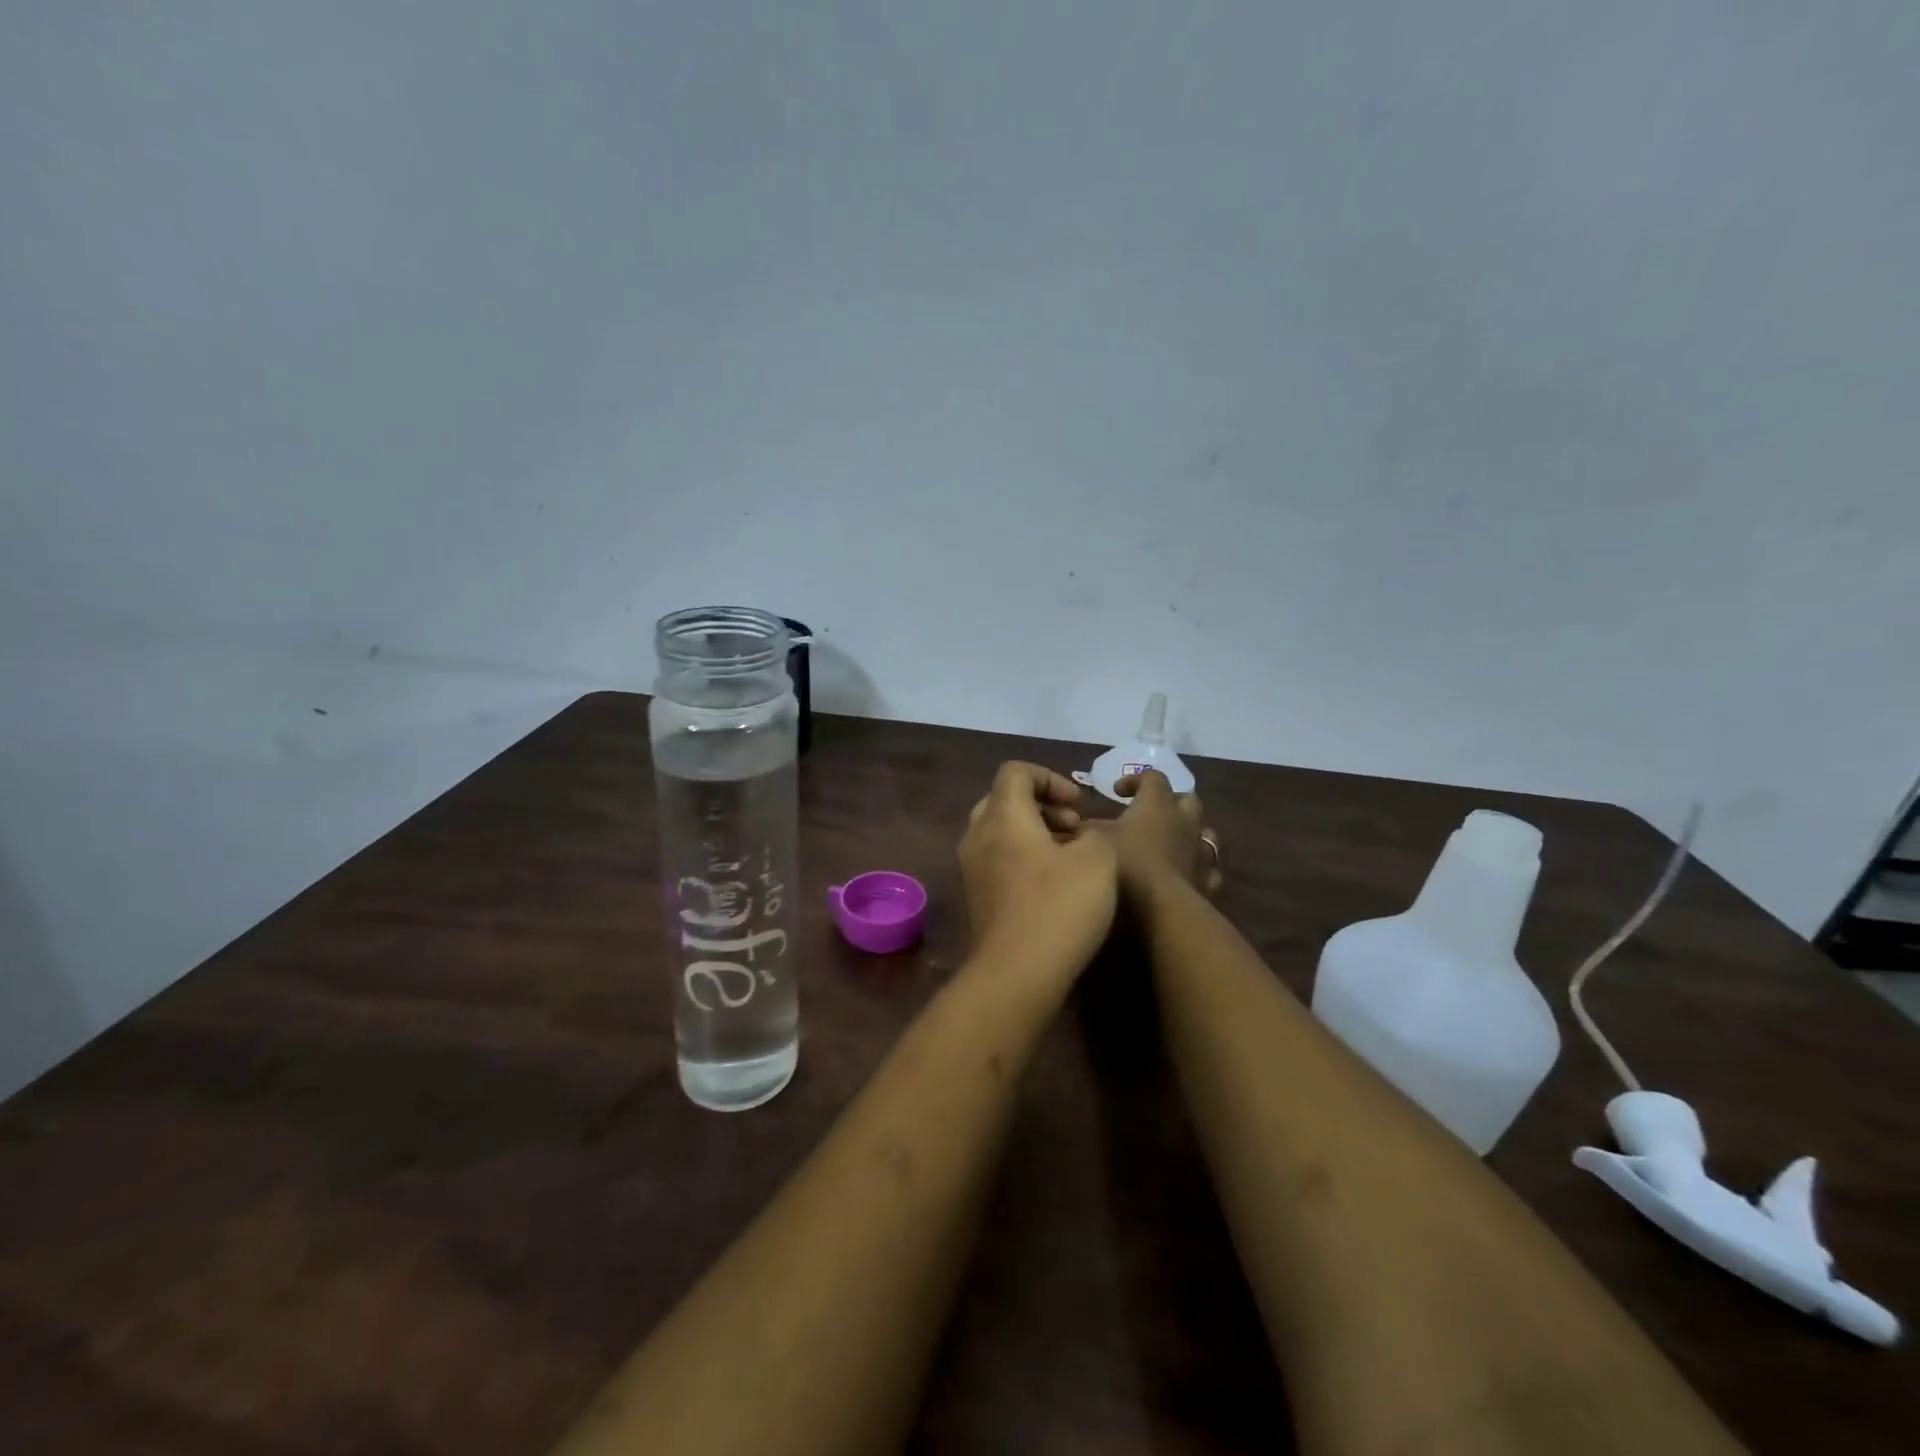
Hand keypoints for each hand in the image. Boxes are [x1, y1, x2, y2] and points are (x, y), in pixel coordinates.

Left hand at [959, 763, 1117, 977]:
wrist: (1015, 974)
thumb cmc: (1058, 906)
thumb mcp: (1097, 860)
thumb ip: (1095, 835)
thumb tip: (1083, 837)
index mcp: (1002, 816)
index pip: (1015, 771)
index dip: (1050, 777)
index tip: (1078, 804)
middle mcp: (978, 836)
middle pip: (1004, 800)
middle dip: (1043, 805)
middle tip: (1076, 826)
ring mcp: (972, 869)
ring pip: (1000, 832)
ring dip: (1035, 833)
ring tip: (1070, 855)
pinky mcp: (976, 898)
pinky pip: (998, 860)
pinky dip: (1024, 858)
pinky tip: (1053, 884)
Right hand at [1100, 770, 1223, 898]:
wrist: (1163, 910)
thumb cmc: (1128, 866)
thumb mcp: (1098, 843)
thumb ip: (1090, 831)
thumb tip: (1081, 826)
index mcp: (1157, 805)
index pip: (1152, 777)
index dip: (1135, 780)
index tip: (1117, 792)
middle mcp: (1185, 821)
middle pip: (1187, 799)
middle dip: (1171, 803)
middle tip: (1151, 815)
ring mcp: (1201, 851)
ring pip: (1205, 832)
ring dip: (1189, 834)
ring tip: (1171, 844)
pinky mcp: (1208, 880)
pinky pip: (1208, 868)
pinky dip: (1196, 868)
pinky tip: (1183, 876)